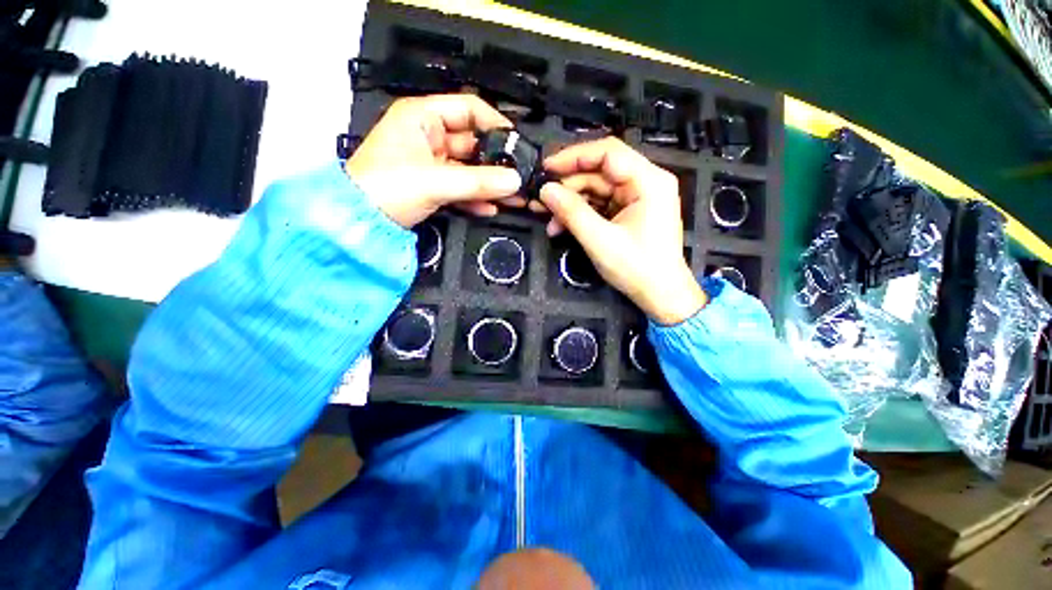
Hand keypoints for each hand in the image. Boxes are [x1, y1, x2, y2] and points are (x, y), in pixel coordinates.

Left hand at [346, 94, 523, 227]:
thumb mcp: (435, 181)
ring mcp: (430, 163)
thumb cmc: (382, 188)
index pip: (468, 109)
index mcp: (421, 117)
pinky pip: (461, 187)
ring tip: (512, 196)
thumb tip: (513, 180)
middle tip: (518, 176)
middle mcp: (427, 136)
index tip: (516, 142)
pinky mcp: (431, 185)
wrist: (358, 222)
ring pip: (469, 169)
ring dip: (489, 184)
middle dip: (497, 162)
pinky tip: (490, 207)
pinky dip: (475, 198)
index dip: (495, 123)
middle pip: (473, 143)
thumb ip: (478, 181)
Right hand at [539, 138, 706, 324]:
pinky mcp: (628, 213)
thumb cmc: (638, 268)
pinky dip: (579, 215)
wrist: (660, 296)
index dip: (574, 157)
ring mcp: (636, 199)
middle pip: (599, 173)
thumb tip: (545, 190)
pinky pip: (599, 206)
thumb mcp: (600, 241)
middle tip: (540, 200)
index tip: (546, 168)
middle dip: (567, 187)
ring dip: (570, 204)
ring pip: (595, 191)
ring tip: (547, 220)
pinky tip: (560, 227)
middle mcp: (644, 183)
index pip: (608, 153)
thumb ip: (572, 212)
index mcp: (648, 181)